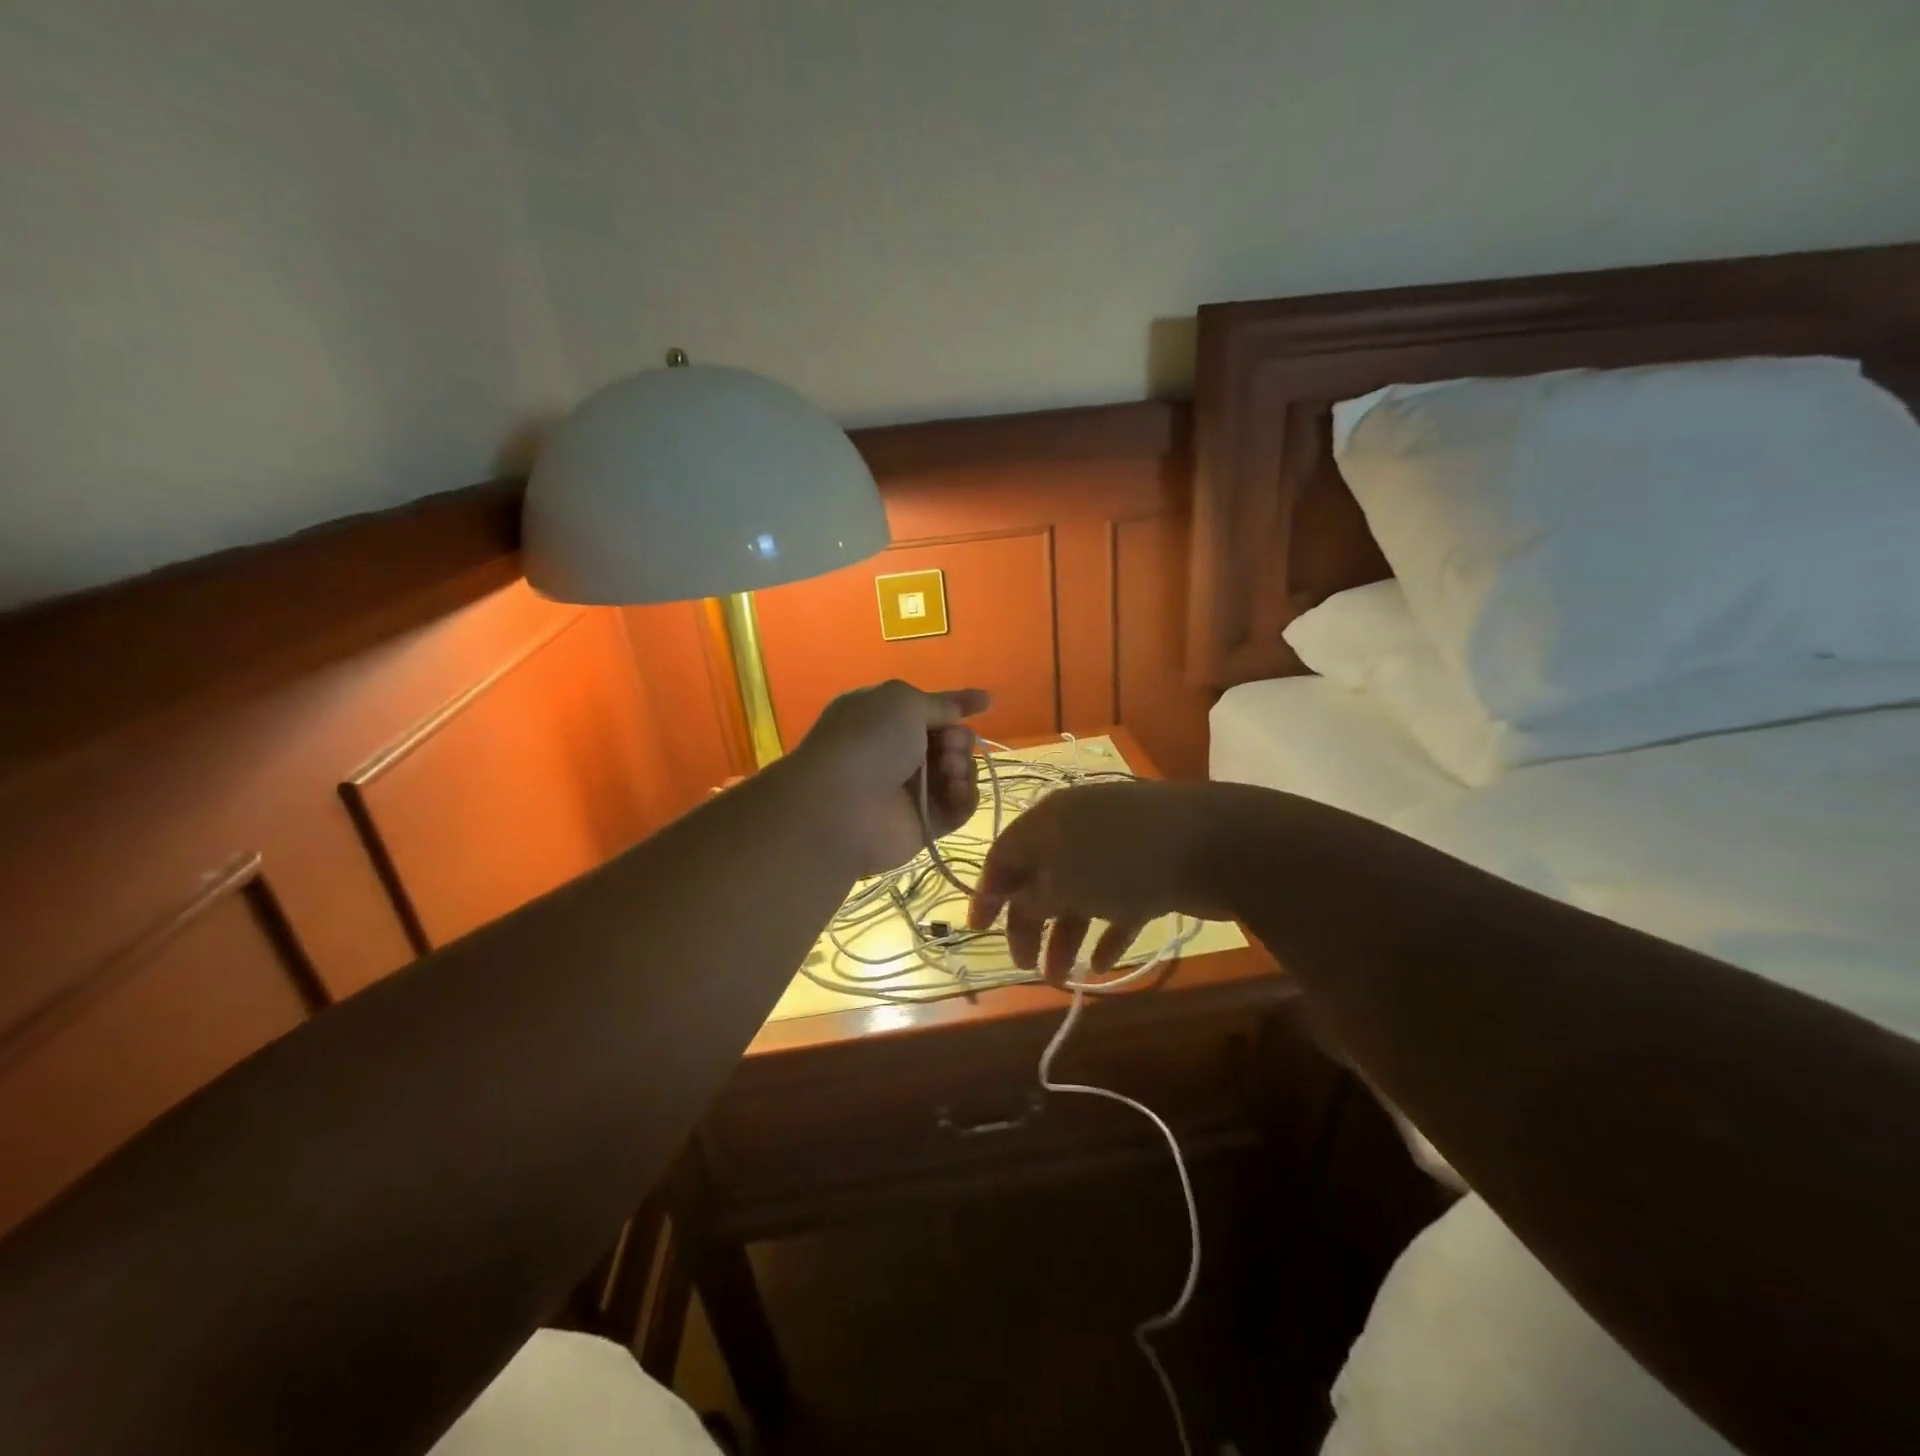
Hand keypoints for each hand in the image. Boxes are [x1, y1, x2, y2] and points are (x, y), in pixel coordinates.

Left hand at [791, 680, 990, 876]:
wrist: (841, 806)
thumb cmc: (868, 741)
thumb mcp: (902, 702)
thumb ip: (939, 703)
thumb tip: (968, 704)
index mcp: (882, 717)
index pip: (928, 708)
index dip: (957, 704)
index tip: (986, 702)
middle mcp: (895, 752)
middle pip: (948, 741)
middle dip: (959, 738)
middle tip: (951, 743)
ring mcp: (910, 790)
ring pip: (957, 773)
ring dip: (963, 766)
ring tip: (950, 768)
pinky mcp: (924, 823)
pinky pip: (958, 807)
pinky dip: (964, 796)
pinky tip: (954, 790)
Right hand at [968, 780, 1252, 982]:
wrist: (1213, 844)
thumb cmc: (1123, 861)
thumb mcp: (1063, 882)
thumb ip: (1032, 897)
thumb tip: (1019, 904)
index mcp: (1048, 821)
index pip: (1004, 855)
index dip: (987, 893)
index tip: (977, 931)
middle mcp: (1077, 828)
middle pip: (1040, 878)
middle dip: (1027, 924)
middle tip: (1023, 966)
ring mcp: (1117, 847)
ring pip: (1078, 894)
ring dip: (1065, 936)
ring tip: (1061, 980)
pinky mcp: (1150, 867)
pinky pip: (1116, 901)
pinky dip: (1106, 931)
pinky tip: (1102, 963)